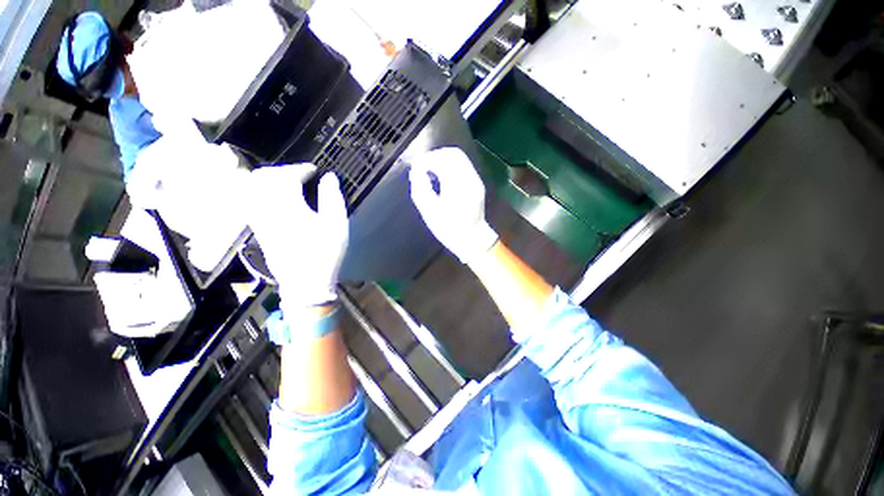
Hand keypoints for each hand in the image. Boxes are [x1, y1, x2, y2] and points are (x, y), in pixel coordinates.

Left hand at [249, 165, 347, 309]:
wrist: (305, 282)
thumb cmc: (325, 252)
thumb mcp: (337, 224)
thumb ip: (333, 198)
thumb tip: (329, 178)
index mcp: (288, 205)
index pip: (287, 176)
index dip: (301, 169)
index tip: (314, 171)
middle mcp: (267, 208)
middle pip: (264, 178)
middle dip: (282, 171)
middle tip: (300, 176)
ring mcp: (259, 220)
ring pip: (253, 189)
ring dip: (269, 180)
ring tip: (286, 184)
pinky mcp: (258, 230)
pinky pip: (250, 202)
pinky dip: (260, 193)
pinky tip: (275, 200)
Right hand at [409, 148, 497, 263]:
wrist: (472, 238)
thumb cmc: (449, 229)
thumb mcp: (429, 212)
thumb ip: (421, 188)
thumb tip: (417, 171)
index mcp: (458, 185)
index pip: (443, 159)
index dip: (427, 159)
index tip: (416, 166)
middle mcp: (470, 179)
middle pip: (453, 154)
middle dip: (435, 156)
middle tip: (423, 166)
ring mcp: (476, 180)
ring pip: (460, 158)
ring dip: (443, 160)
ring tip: (430, 170)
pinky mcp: (477, 183)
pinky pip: (463, 166)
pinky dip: (450, 166)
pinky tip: (442, 176)